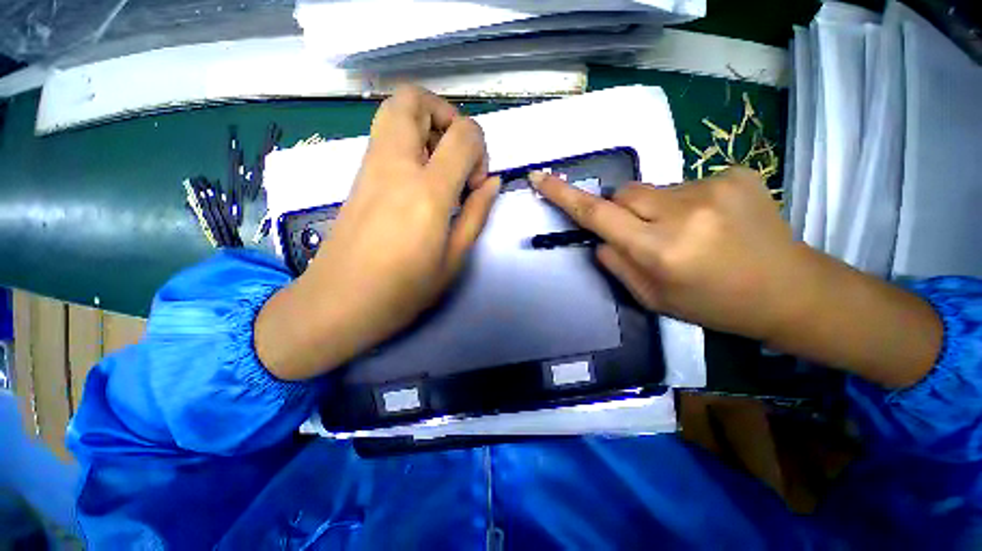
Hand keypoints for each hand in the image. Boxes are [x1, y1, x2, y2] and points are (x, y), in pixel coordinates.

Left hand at [257, 85, 499, 379]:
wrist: (338, 303)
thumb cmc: (403, 290)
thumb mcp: (454, 258)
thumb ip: (477, 214)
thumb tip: (492, 181)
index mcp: (427, 192)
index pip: (462, 134)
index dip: (480, 147)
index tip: (477, 183)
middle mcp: (395, 167)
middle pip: (414, 100)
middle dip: (445, 115)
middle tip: (457, 155)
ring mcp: (370, 168)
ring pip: (394, 111)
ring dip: (426, 125)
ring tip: (441, 167)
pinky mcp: (358, 177)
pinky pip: (385, 137)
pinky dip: (409, 141)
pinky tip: (420, 181)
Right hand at [531, 167, 798, 340]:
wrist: (789, 289)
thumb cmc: (712, 304)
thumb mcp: (652, 298)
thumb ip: (617, 265)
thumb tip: (600, 237)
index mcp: (660, 250)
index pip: (598, 214)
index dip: (565, 195)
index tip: (541, 177)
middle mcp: (683, 212)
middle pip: (625, 193)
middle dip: (623, 211)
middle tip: (645, 234)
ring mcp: (714, 187)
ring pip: (655, 189)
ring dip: (656, 208)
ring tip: (687, 232)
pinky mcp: (736, 173)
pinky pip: (686, 183)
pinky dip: (686, 202)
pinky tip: (713, 221)